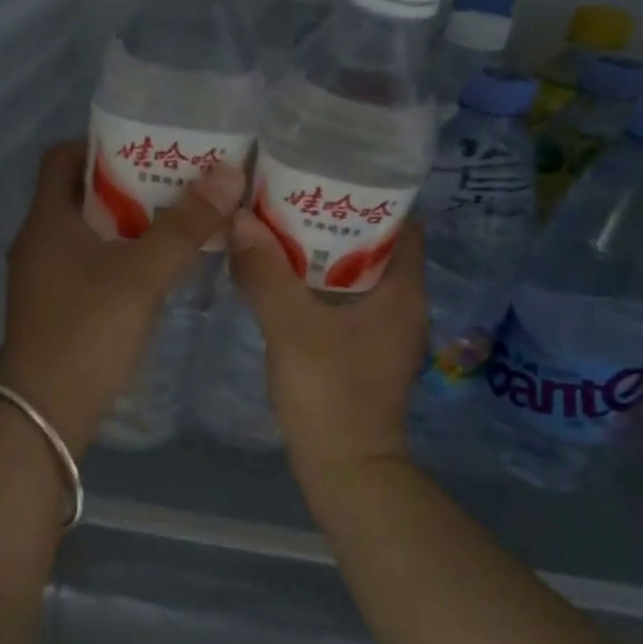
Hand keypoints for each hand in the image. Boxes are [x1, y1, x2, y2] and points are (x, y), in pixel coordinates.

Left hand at [0, 140, 244, 452]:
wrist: (45, 412)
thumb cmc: (88, 330)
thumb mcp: (142, 274)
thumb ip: (184, 225)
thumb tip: (228, 173)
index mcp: (46, 219)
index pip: (63, 157)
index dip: (101, 144)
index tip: (147, 147)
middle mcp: (37, 241)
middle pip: (79, 194)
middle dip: (127, 184)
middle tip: (176, 182)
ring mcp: (43, 277)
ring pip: (87, 233)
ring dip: (127, 223)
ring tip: (176, 220)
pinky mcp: (55, 307)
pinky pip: (89, 265)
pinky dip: (119, 257)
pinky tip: (156, 270)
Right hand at [227, 208, 427, 485]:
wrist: (344, 468)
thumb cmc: (329, 392)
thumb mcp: (290, 326)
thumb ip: (264, 272)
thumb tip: (239, 219)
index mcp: (402, 291)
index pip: (401, 223)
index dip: (370, 195)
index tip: (329, 175)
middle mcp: (403, 306)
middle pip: (375, 246)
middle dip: (336, 221)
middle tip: (291, 197)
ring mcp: (385, 332)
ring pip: (356, 276)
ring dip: (322, 254)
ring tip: (280, 228)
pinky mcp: (365, 352)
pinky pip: (344, 302)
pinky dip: (317, 285)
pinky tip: (281, 279)